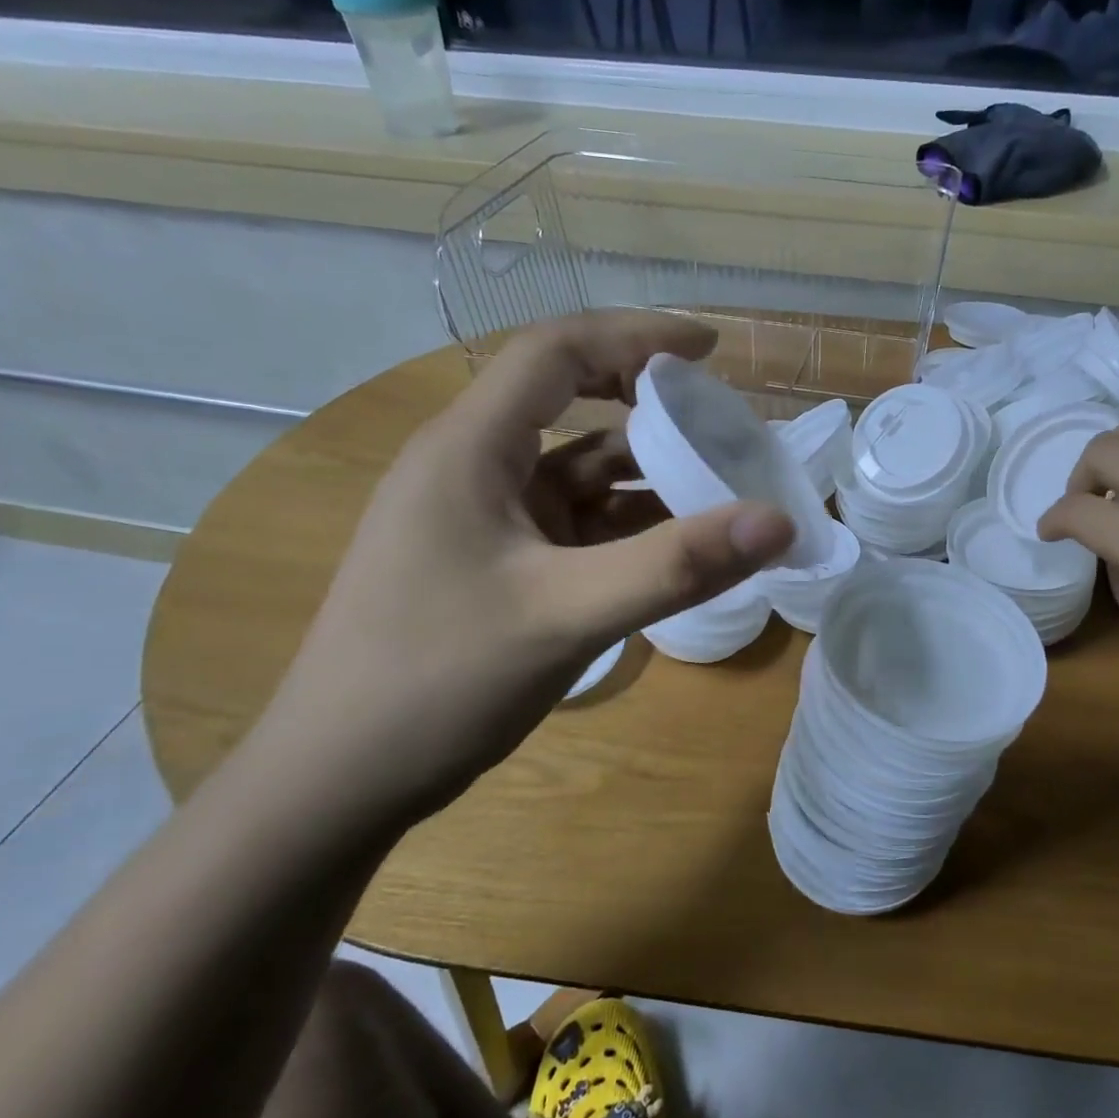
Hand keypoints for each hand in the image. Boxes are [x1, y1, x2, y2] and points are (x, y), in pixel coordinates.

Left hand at [259, 311, 793, 822]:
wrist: (337, 782)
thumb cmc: (438, 682)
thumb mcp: (569, 615)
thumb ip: (677, 565)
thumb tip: (780, 521)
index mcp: (470, 448)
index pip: (556, 351)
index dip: (636, 335)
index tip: (711, 349)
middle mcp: (472, 468)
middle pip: (572, 407)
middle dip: (651, 413)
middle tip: (724, 431)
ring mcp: (481, 520)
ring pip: (577, 475)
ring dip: (645, 480)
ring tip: (720, 495)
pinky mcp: (493, 565)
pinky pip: (572, 527)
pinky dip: (625, 530)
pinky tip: (673, 554)